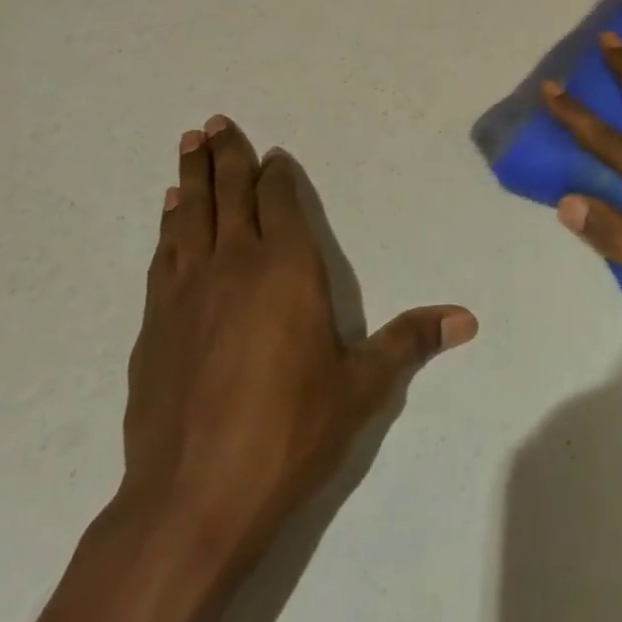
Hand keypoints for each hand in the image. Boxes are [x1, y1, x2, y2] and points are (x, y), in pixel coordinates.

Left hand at [121, 116, 475, 549]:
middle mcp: (236, 264)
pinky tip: (170, 211)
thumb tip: (467, 319)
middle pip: (230, 193)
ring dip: (192, 176)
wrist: (192, 500)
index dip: (277, 174)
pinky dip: (169, 223)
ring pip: (190, 214)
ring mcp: (188, 291)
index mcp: (287, 268)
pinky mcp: (155, 323)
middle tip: (215, 121)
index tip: (273, 154)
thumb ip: (409, 343)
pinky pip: (165, 253)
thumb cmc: (288, 433)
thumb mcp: (361, 388)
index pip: (281, 201)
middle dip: (227, 154)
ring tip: (189, 143)